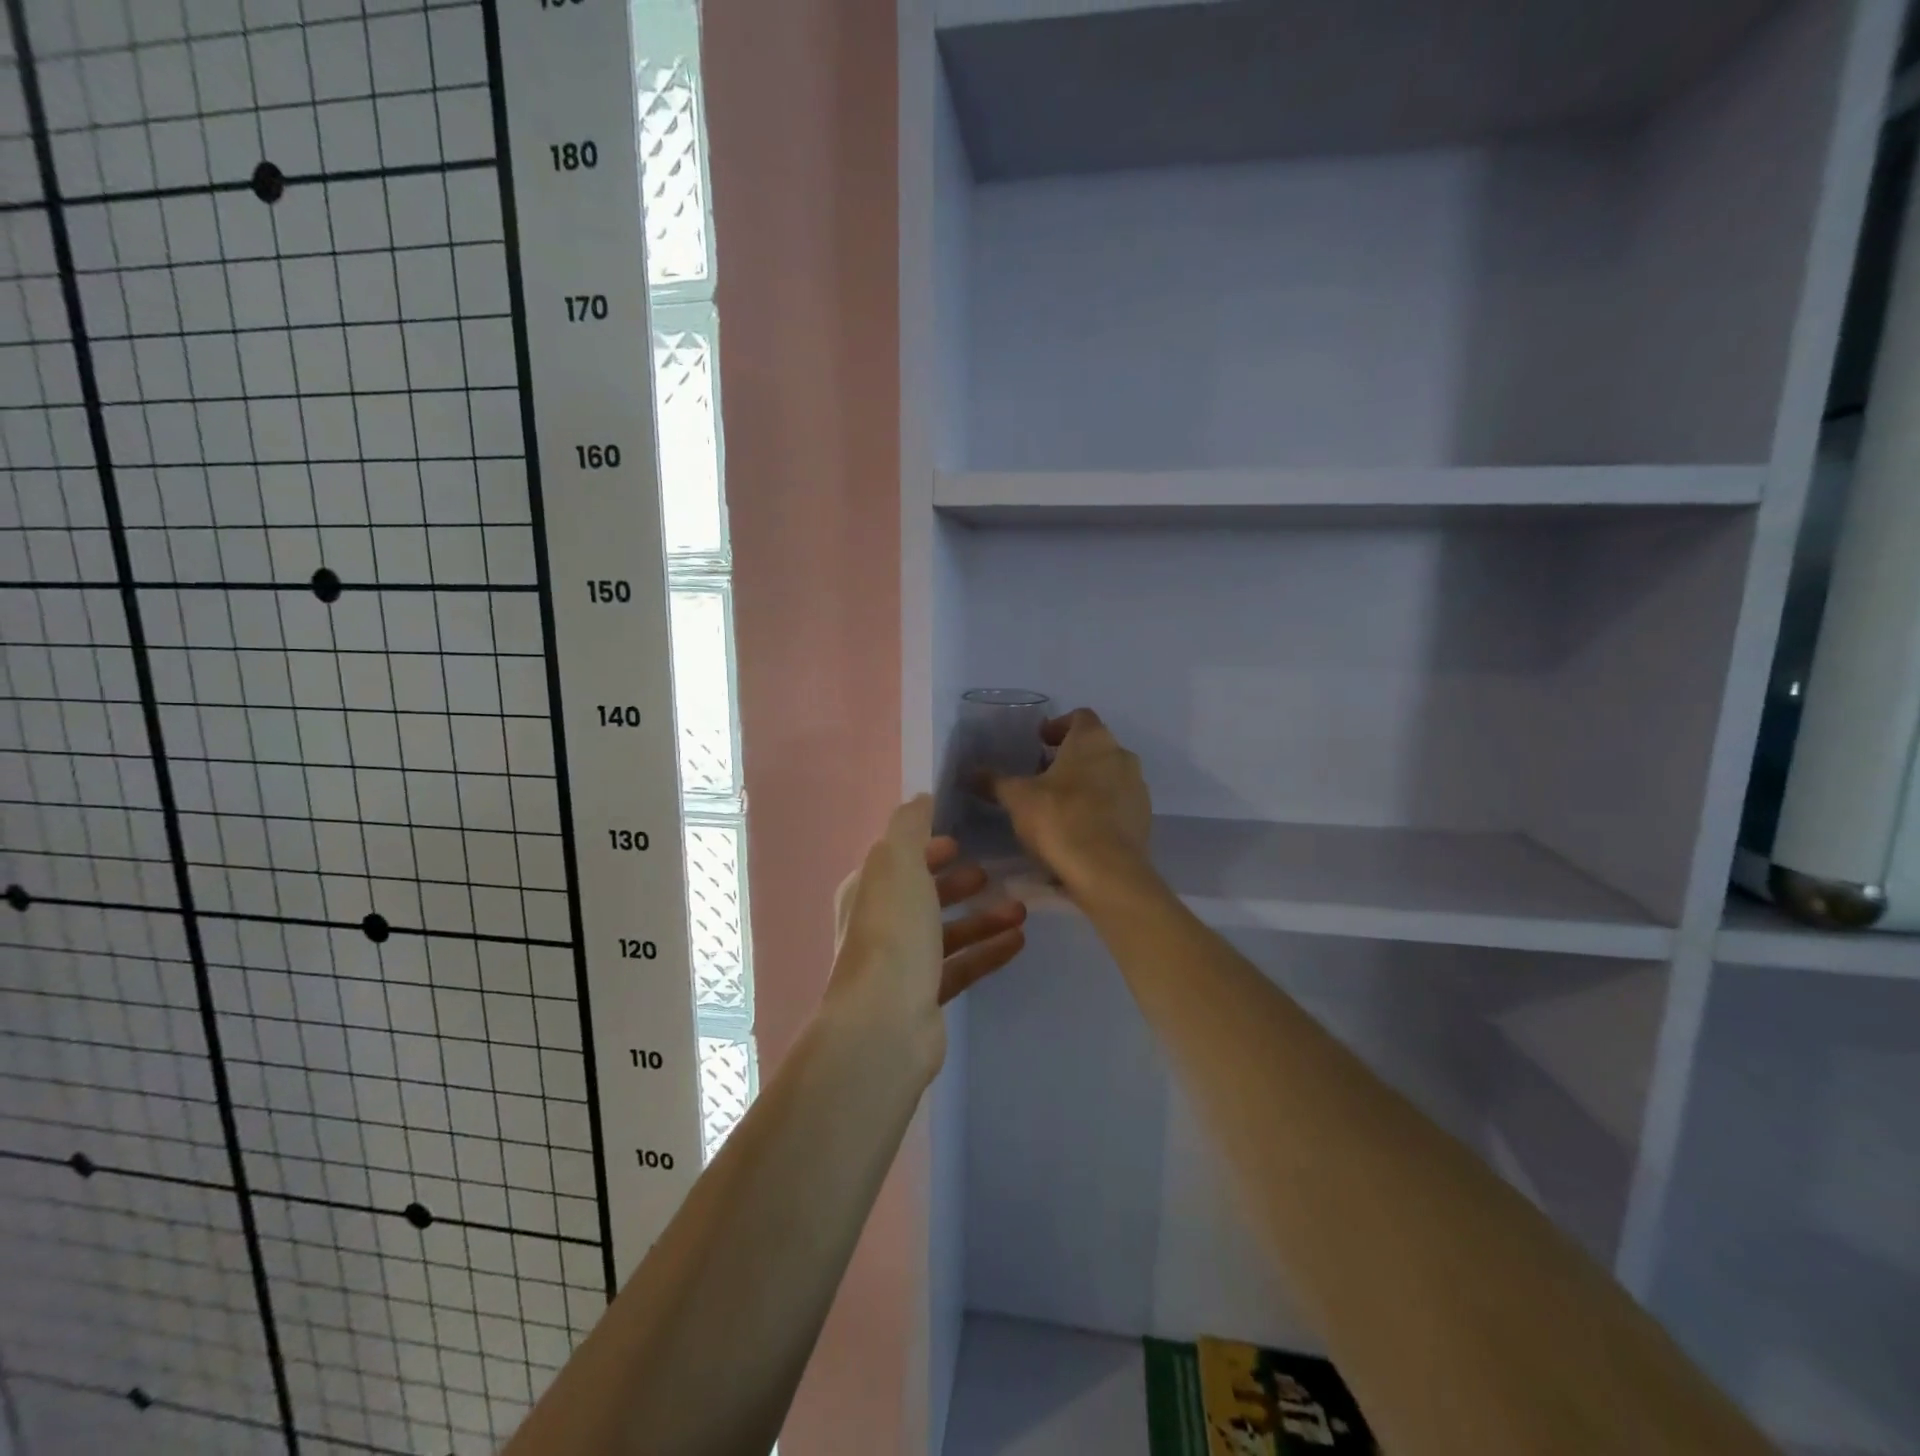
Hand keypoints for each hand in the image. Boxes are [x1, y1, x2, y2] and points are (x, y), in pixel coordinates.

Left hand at [827, 795, 1027, 1068]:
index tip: (959, 841)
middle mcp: (880, 925)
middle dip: (956, 883)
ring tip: (1020, 910)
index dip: (926, 848)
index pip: (897, 860)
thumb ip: (910, 825)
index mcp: (868, 890)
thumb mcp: (899, 862)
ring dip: (981, 918)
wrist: (885, 1023)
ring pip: (946, 933)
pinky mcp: (925, 998)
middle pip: (922, 896)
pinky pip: (961, 966)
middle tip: (991, 873)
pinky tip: (1018, 941)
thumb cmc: (893, 932)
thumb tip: (921, 797)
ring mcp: (902, 965)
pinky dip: (987, 951)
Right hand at [990, 708, 1150, 890]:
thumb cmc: (1060, 819)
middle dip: (1069, 758)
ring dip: (1085, 783)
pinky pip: (1117, 804)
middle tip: (1042, 775)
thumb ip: (995, 782)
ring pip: (1108, 775)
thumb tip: (971, 772)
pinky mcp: (1143, 818)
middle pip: (1094, 747)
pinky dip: (1099, 808)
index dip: (1058, 726)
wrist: (1108, 872)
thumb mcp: (1017, 799)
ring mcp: (1137, 788)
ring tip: (1058, 805)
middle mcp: (1121, 755)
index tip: (1039, 742)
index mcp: (1093, 739)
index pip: (1079, 717)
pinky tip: (1078, 829)